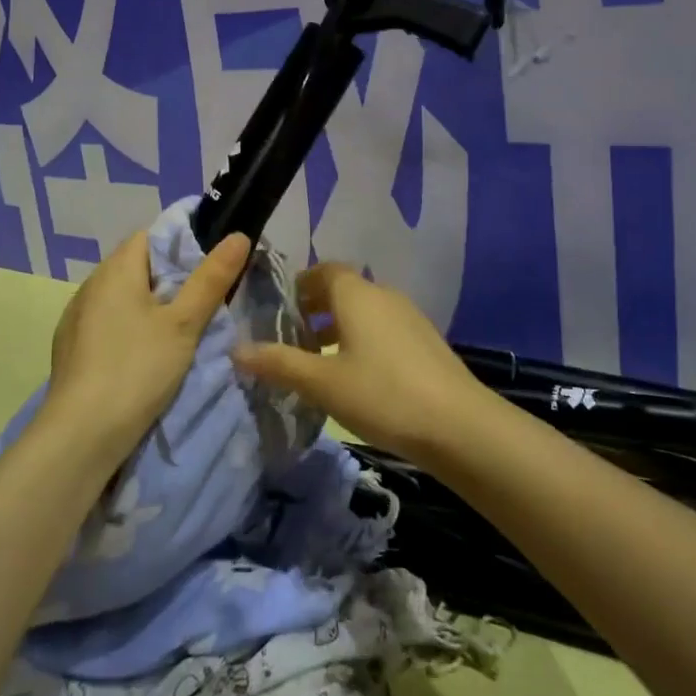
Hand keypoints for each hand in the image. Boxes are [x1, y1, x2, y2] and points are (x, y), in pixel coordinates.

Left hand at [42, 227, 250, 465]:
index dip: (181, 244)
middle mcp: (90, 285)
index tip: (208, 267)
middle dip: (168, 278)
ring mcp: (75, 318)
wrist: (80, 436)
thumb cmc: (137, 369)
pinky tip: (142, 356)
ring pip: (121, 297)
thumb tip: (238, 235)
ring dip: (147, 306)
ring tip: (177, 331)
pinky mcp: (70, 349)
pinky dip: (127, 328)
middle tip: (201, 302)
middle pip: (136, 266)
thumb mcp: (184, 324)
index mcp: (115, 270)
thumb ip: (211, 279)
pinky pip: (106, 323)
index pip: (150, 236)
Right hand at [233, 263, 488, 461]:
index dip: (300, 285)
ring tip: (319, 362)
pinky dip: (363, 340)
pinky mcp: (425, 342)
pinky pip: (384, 329)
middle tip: (292, 340)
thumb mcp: (322, 383)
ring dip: (340, 327)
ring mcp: (409, 317)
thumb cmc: (382, 394)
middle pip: (344, 290)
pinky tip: (357, 377)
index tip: (280, 311)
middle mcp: (384, 295)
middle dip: (316, 309)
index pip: (324, 270)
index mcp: (357, 294)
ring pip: (365, 311)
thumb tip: (237, 350)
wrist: (458, 425)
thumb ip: (279, 364)